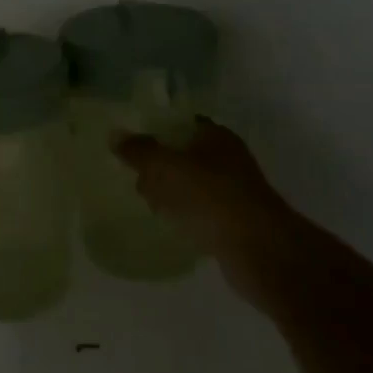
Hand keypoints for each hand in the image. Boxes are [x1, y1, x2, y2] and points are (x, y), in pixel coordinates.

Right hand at [114, 118, 293, 306]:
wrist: (257, 248)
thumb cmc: (209, 196)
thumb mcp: (165, 167)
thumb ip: (139, 150)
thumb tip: (115, 135)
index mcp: (215, 137)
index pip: (181, 124)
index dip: (156, 131)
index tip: (133, 146)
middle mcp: (228, 158)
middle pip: (184, 154)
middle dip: (159, 165)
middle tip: (137, 178)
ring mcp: (234, 191)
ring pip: (192, 184)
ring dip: (170, 192)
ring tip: (148, 203)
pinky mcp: (234, 220)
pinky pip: (200, 210)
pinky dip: (184, 214)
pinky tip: (169, 223)